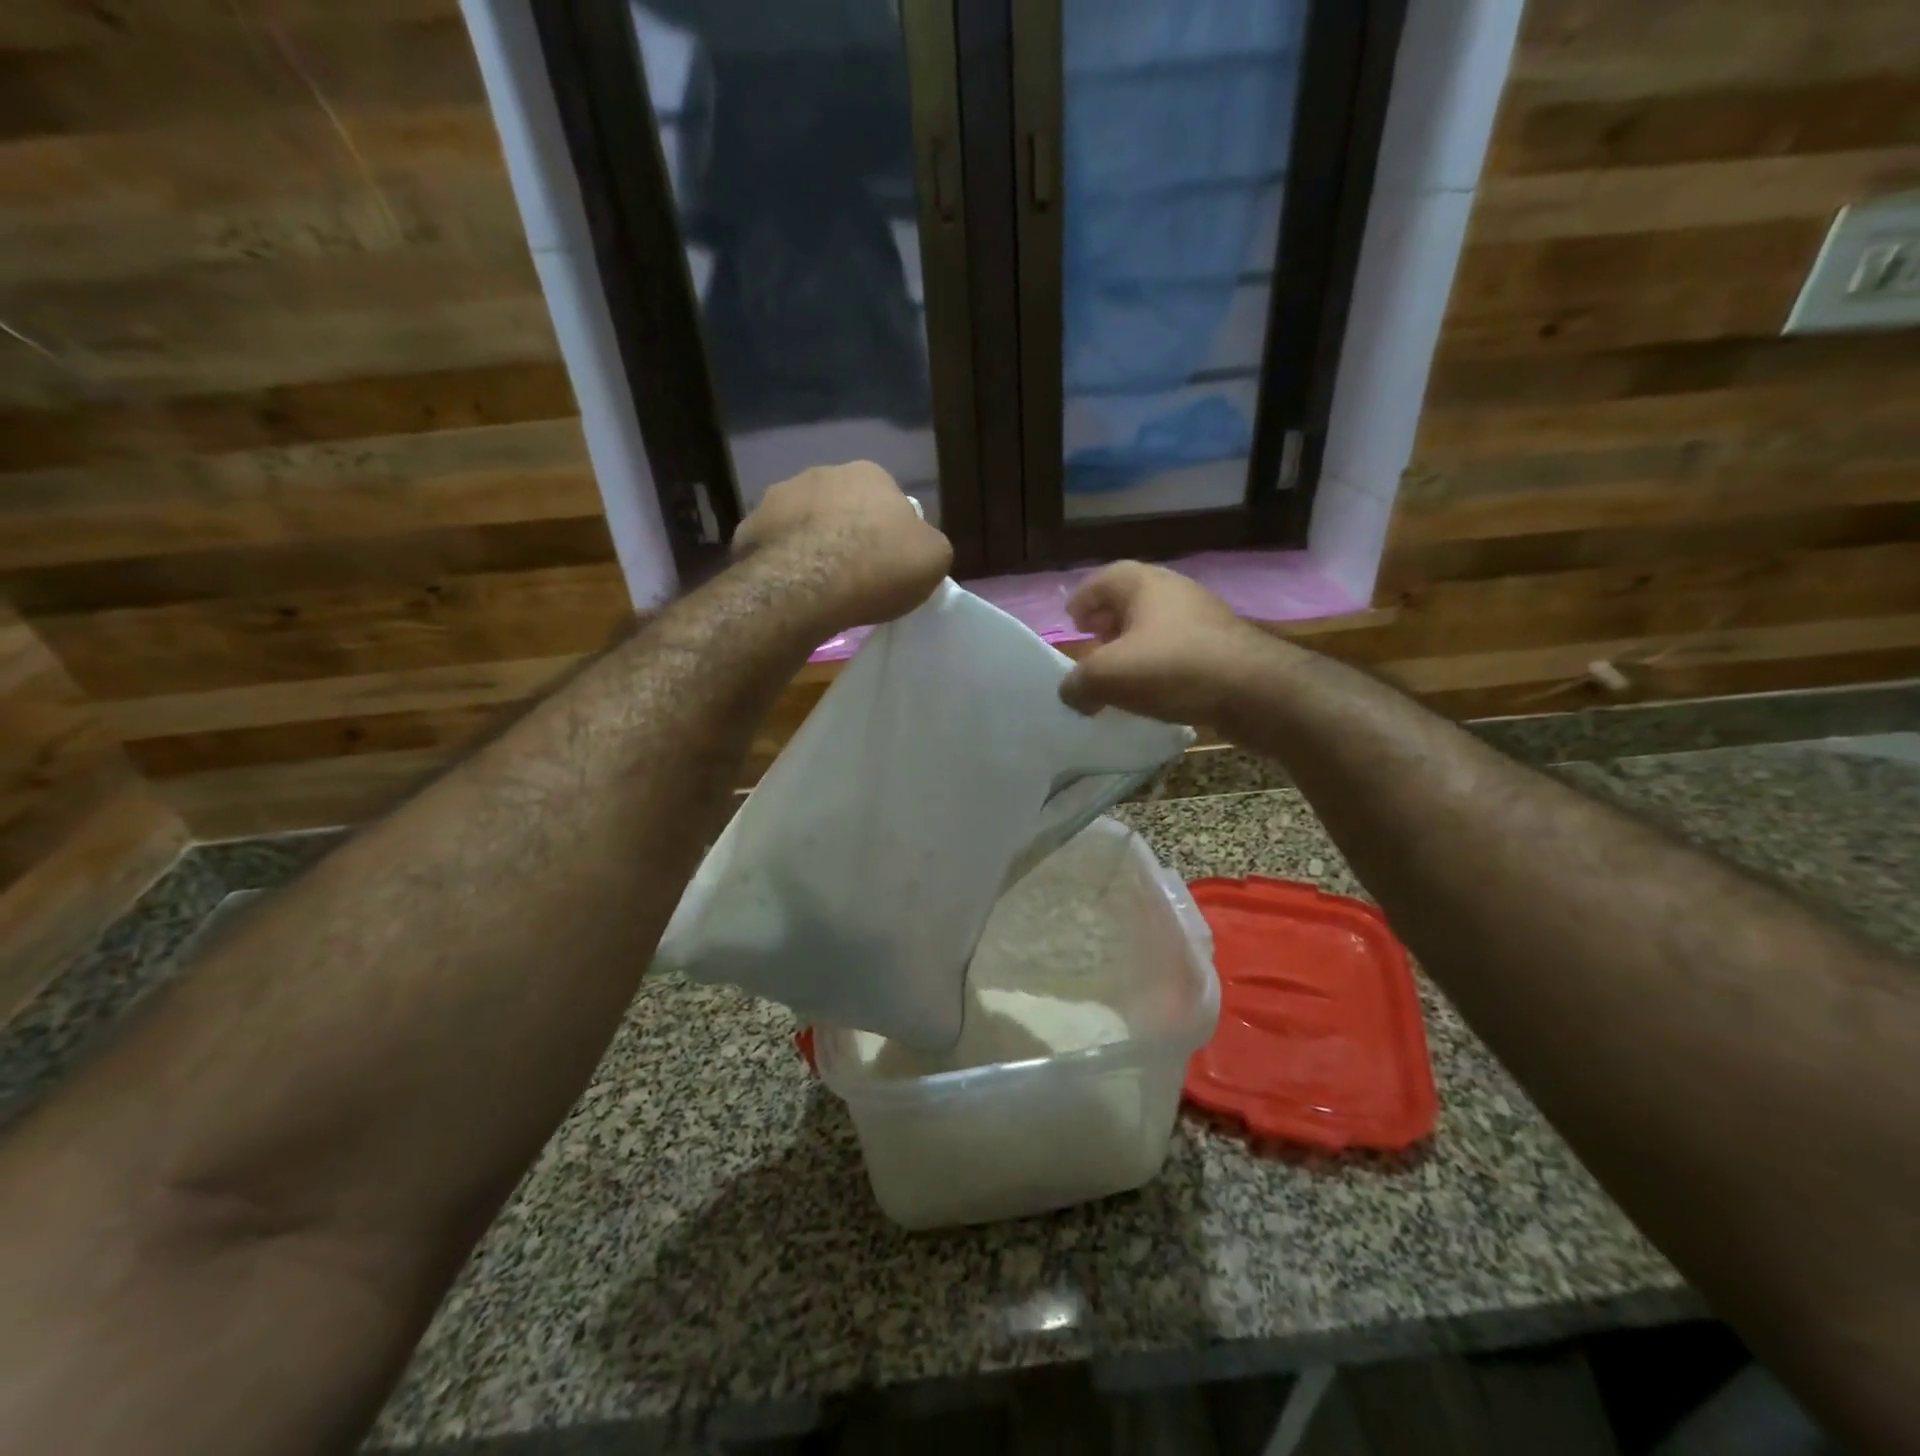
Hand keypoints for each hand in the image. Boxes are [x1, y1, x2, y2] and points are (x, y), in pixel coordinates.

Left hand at [732, 462, 951, 633]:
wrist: (809, 585)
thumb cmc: (880, 567)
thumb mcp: (934, 559)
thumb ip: (928, 544)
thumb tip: (917, 544)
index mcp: (870, 474)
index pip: (886, 498)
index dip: (888, 531)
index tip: (888, 562)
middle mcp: (821, 473)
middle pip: (840, 505)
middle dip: (846, 531)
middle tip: (854, 572)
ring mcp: (778, 497)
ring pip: (801, 521)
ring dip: (810, 542)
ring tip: (818, 583)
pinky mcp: (748, 527)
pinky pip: (771, 545)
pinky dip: (780, 561)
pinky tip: (789, 589)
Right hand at [1059, 561, 1285, 724]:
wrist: (1255, 690)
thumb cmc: (1172, 668)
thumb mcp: (1107, 677)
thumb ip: (1077, 684)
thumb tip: (1072, 694)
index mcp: (1143, 584)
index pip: (1102, 580)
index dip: (1082, 600)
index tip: (1071, 623)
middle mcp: (1174, 591)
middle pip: (1130, 600)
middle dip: (1107, 622)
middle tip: (1093, 645)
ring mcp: (1203, 617)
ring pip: (1156, 625)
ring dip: (1134, 645)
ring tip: (1120, 673)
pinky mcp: (1223, 646)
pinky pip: (1178, 648)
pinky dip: (1159, 663)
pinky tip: (1154, 689)